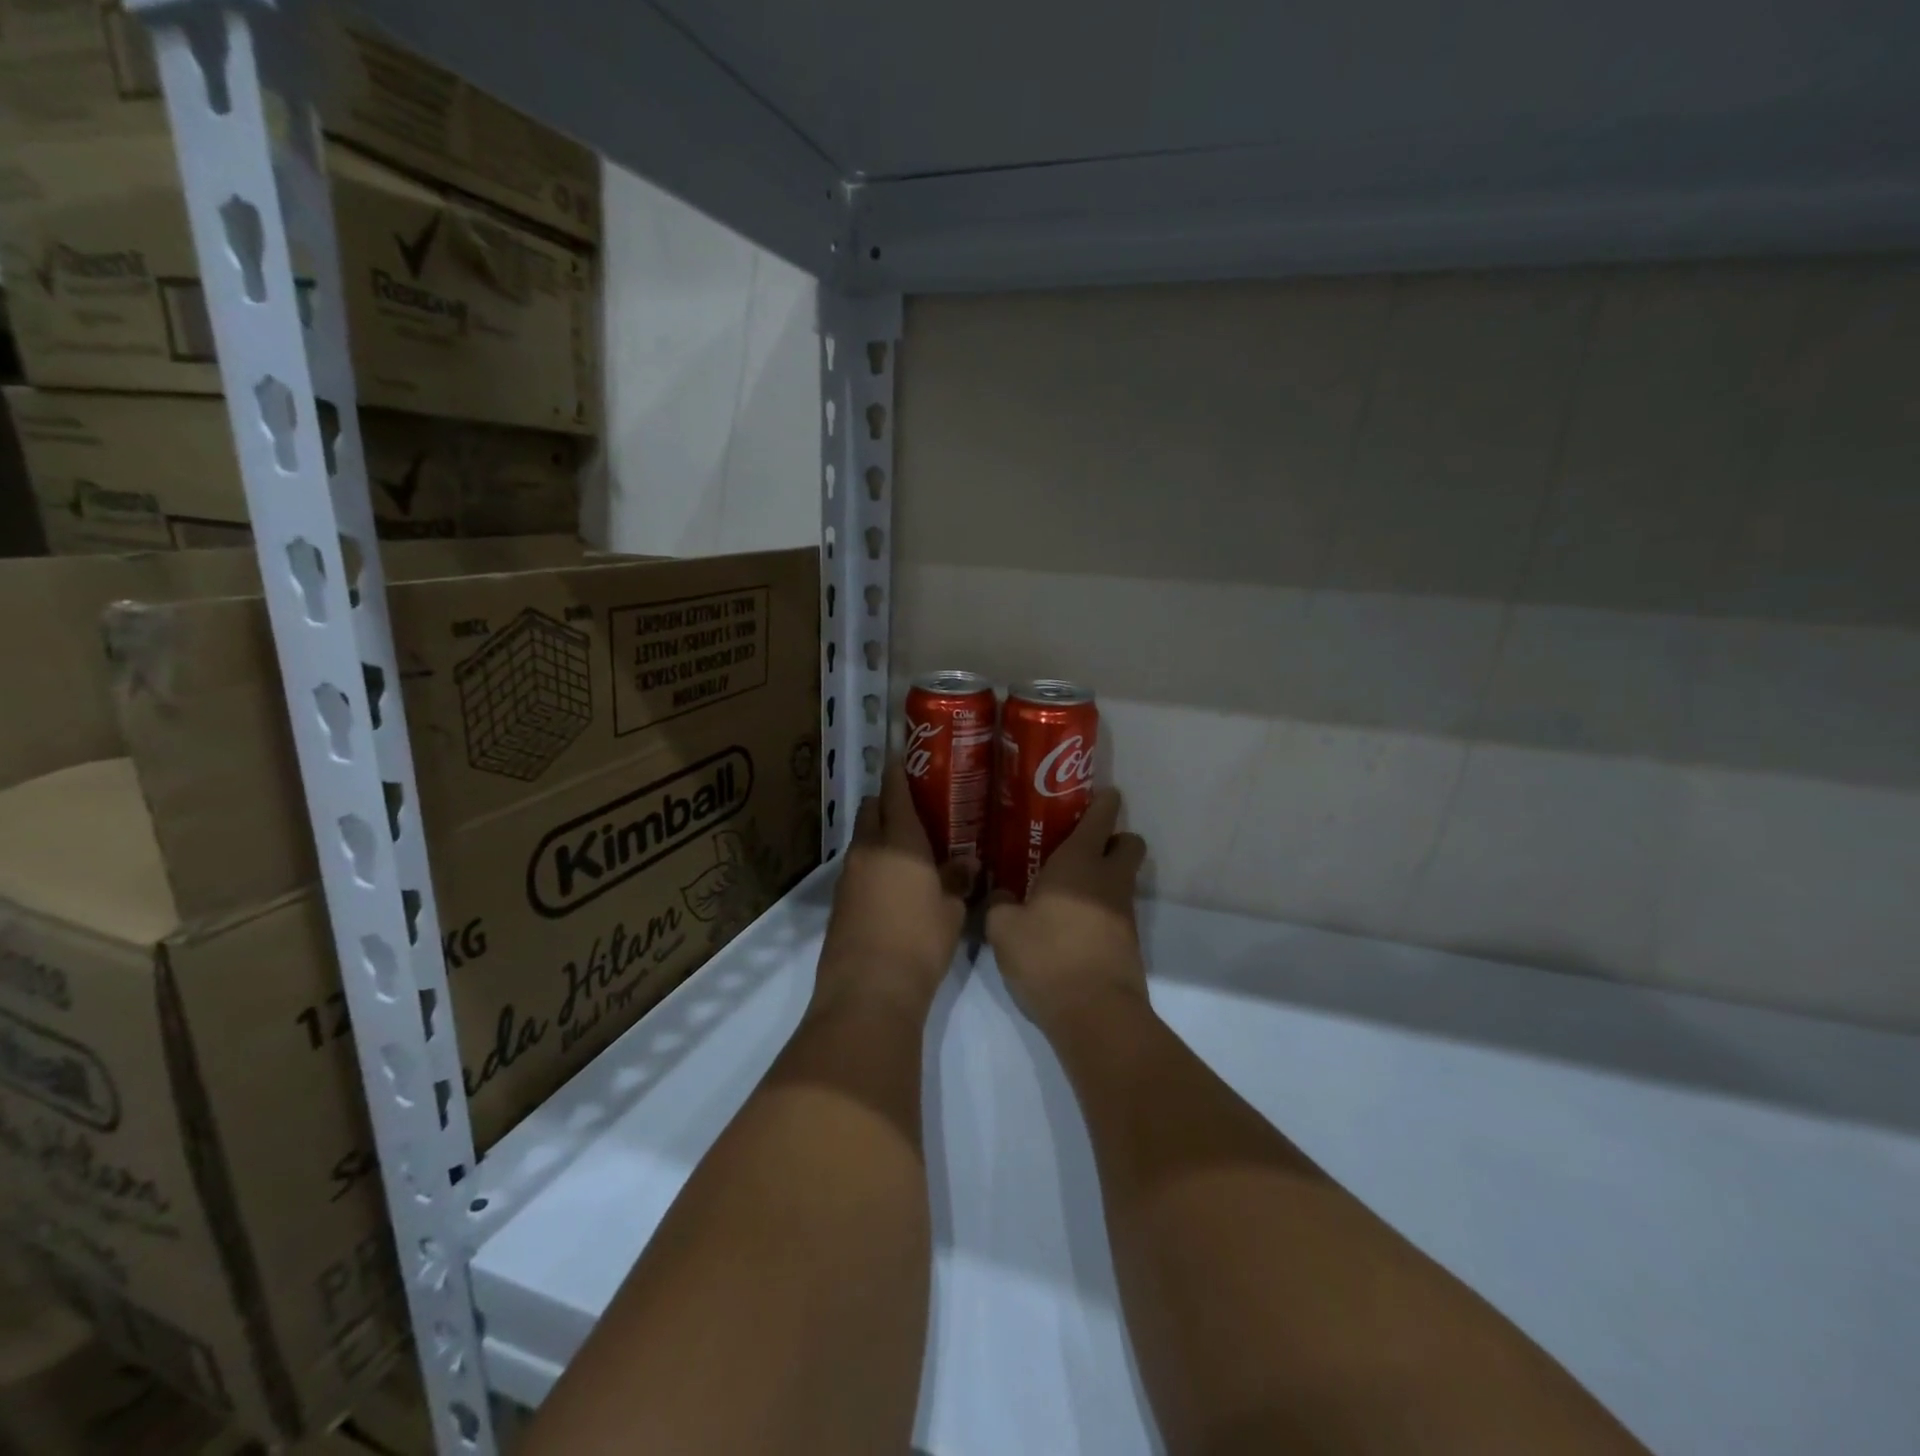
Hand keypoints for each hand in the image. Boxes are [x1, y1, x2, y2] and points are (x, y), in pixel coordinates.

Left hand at [815, 763, 973, 1021]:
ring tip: (909, 850)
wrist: (868, 990)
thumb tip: (966, 863)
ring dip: (880, 836)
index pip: (895, 793)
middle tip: (915, 810)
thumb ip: (957, 880)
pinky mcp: (839, 901)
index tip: (903, 755)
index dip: (898, 771)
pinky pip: (857, 868)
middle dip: (887, 803)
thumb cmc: (919, 941)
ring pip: (863, 840)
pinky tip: (893, 883)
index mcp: (899, 842)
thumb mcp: (951, 911)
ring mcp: (848, 876)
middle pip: (872, 811)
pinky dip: (873, 864)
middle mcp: (868, 850)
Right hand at [986, 789, 1148, 1038]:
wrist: (1096, 1014)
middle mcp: (1108, 879)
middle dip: (1114, 838)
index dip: (1103, 801)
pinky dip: (1101, 909)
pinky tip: (1071, 924)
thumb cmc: (1047, 957)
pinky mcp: (1128, 942)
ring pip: (1124, 878)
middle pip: (1130, 842)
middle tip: (1080, 846)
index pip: (1102, 816)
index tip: (1095, 795)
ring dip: (1105, 876)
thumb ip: (998, 904)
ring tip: (1066, 889)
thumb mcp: (1003, 929)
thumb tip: (1000, 895)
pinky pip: (1117, 910)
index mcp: (1079, 862)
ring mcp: (1123, 912)